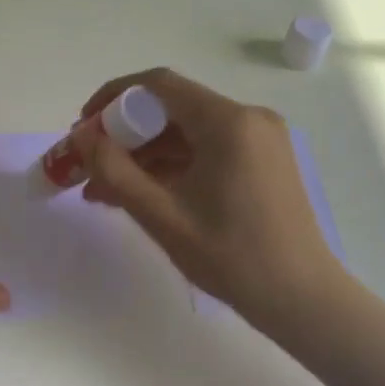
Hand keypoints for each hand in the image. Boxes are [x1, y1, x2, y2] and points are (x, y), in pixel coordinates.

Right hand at [72, 68, 345, 335]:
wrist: (303, 300)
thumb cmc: (231, 257)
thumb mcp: (161, 215)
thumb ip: (114, 170)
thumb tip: (81, 136)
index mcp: (228, 122)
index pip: (158, 85)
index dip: (113, 97)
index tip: (83, 126)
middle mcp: (248, 118)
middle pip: (171, 108)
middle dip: (124, 133)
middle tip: (89, 162)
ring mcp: (258, 139)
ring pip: (186, 131)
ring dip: (144, 154)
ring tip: (104, 188)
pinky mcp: (261, 159)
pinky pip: (205, 148)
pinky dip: (171, 165)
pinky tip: (140, 192)